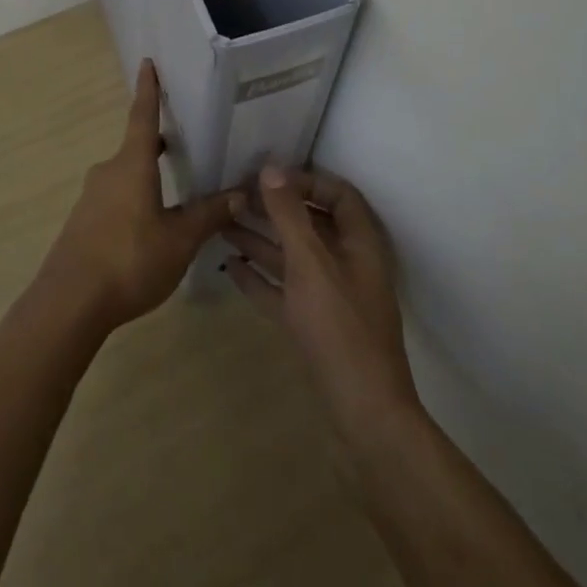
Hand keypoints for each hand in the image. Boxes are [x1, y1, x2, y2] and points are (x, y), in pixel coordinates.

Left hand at [37, 60, 246, 334]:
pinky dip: (135, 201)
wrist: (69, 302)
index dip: (149, 90)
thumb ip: (208, 215)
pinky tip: (150, 228)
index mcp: (132, 165)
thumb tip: (240, 193)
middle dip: (156, 144)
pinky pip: (115, 200)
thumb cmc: (129, 259)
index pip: (143, 116)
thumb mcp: (179, 240)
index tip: (147, 62)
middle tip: (182, 142)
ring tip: (174, 192)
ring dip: (147, 177)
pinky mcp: (83, 223)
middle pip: (135, 149)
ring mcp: (91, 198)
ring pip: (125, 176)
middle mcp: (109, 172)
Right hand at [225, 165, 419, 430]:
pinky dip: (259, 277)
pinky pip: (283, 290)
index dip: (306, 180)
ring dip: (260, 239)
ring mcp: (329, 298)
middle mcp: (346, 264)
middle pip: (310, 224)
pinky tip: (229, 265)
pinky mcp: (313, 326)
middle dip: (274, 208)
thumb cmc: (341, 330)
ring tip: (221, 223)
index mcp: (359, 244)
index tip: (268, 176)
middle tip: (235, 195)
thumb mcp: (311, 265)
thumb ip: (289, 216)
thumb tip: (270, 168)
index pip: (338, 195)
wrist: (364, 418)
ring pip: (292, 257)